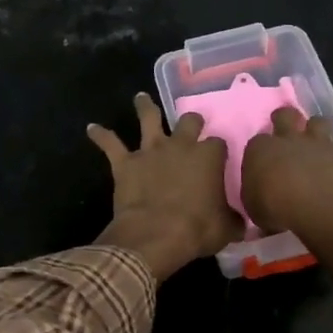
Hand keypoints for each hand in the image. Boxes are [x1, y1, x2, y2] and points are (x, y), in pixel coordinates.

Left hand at [88, 93, 242, 279]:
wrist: (155, 235)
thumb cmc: (196, 230)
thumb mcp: (226, 228)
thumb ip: (233, 219)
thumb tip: (240, 221)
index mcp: (208, 157)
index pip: (219, 144)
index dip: (219, 150)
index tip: (220, 158)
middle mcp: (180, 146)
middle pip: (189, 121)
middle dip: (192, 121)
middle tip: (192, 122)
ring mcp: (151, 151)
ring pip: (148, 118)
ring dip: (144, 106)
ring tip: (140, 98)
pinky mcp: (125, 163)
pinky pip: (110, 144)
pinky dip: (100, 135)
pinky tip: (91, 128)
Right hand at [242, 107, 332, 273]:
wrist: (321, 209)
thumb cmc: (277, 209)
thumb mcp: (253, 208)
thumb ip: (255, 194)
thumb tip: (259, 194)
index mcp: (260, 149)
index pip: (255, 143)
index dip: (259, 152)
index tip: (262, 164)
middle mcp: (287, 138)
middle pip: (284, 115)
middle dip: (284, 120)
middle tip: (285, 136)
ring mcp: (316, 142)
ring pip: (316, 121)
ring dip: (314, 130)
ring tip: (313, 145)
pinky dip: (332, 151)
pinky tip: (331, 163)